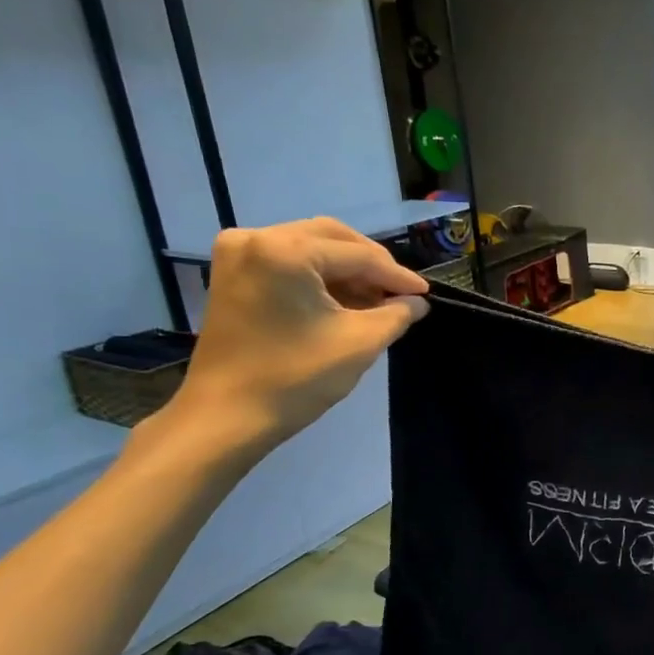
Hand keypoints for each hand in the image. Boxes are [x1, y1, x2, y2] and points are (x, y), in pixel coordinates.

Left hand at [161, 218, 428, 456]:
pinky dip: (320, 277)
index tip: (426, 295)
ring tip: (377, 301)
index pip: (358, 255)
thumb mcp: (360, 343)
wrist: (227, 416)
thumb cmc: (296, 378)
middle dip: (371, 265)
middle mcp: (256, 238)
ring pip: (310, 247)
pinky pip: (288, 261)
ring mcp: (238, 254)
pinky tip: (345, 301)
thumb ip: (397, 315)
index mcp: (285, 251)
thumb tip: (417, 303)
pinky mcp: (233, 274)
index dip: (397, 276)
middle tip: (401, 294)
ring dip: (347, 271)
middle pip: (332, 238)